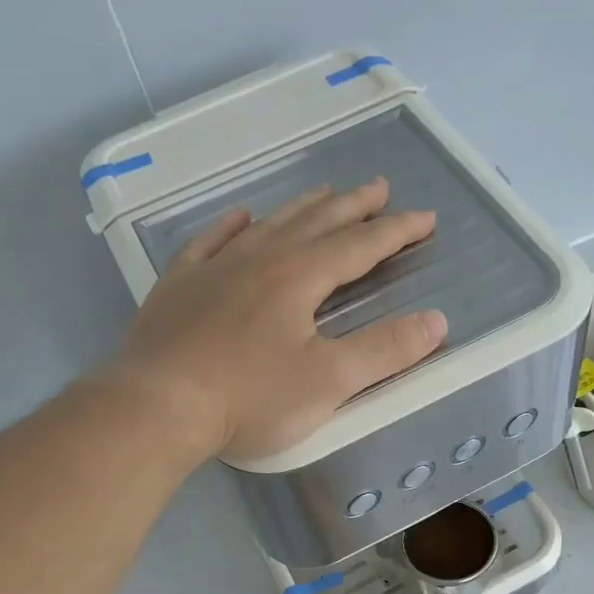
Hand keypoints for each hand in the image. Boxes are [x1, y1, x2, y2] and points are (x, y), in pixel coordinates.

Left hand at [109, 179, 446, 461]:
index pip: (359, 246)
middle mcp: (259, 260)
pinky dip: (229, 227)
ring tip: (323, 193)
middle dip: (353, 207)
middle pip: (315, 223)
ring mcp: (213, 269)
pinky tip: (240, 217)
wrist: (157, 406)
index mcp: (299, 278)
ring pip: (267, 226)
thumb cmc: (249, 398)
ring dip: (300, 209)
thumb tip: (436, 321)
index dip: (395, 232)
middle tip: (379, 187)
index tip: (425, 218)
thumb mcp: (329, 381)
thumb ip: (384, 350)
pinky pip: (209, 242)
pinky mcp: (178, 287)